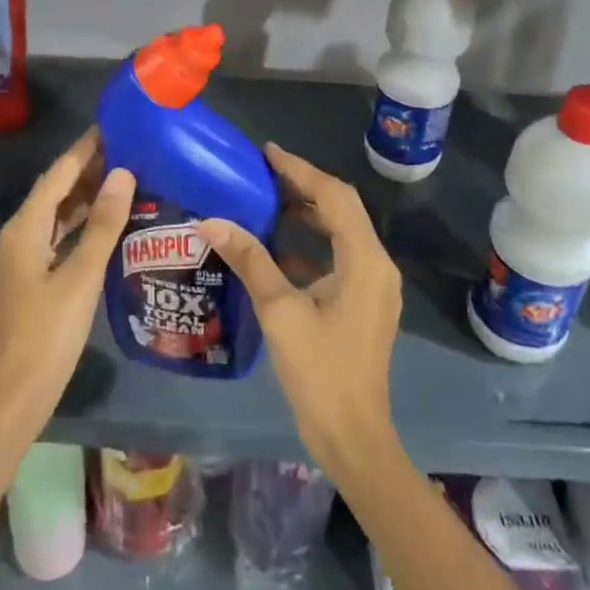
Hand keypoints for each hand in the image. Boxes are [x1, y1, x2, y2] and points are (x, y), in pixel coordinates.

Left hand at [0, 128, 134, 442]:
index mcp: (25, 229)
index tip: (111, 126)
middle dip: (86, 171)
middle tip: (125, 151)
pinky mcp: (28, 281)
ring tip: (120, 181)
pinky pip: (55, 239)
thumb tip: (122, 174)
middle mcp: (17, 237)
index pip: (57, 175)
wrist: (14, 394)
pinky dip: (78, 226)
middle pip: (53, 193)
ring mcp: (20, 261)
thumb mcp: (82, 275)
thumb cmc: (49, 332)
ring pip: (54, 217)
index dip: (83, 150)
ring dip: (83, 199)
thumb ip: (102, 223)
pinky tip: (102, 227)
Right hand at [200, 145, 403, 483]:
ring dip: (309, 213)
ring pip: (342, 231)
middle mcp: (377, 264)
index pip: (334, 197)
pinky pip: (340, 256)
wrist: (353, 437)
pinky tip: (279, 246)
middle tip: (263, 172)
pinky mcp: (365, 302)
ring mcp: (375, 285)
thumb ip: (250, 260)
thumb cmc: (319, 372)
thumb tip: (211, 221)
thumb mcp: (279, 311)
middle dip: (304, 186)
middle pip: (342, 209)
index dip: (300, 170)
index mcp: (364, 260)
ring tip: (268, 198)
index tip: (267, 152)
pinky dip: (313, 243)